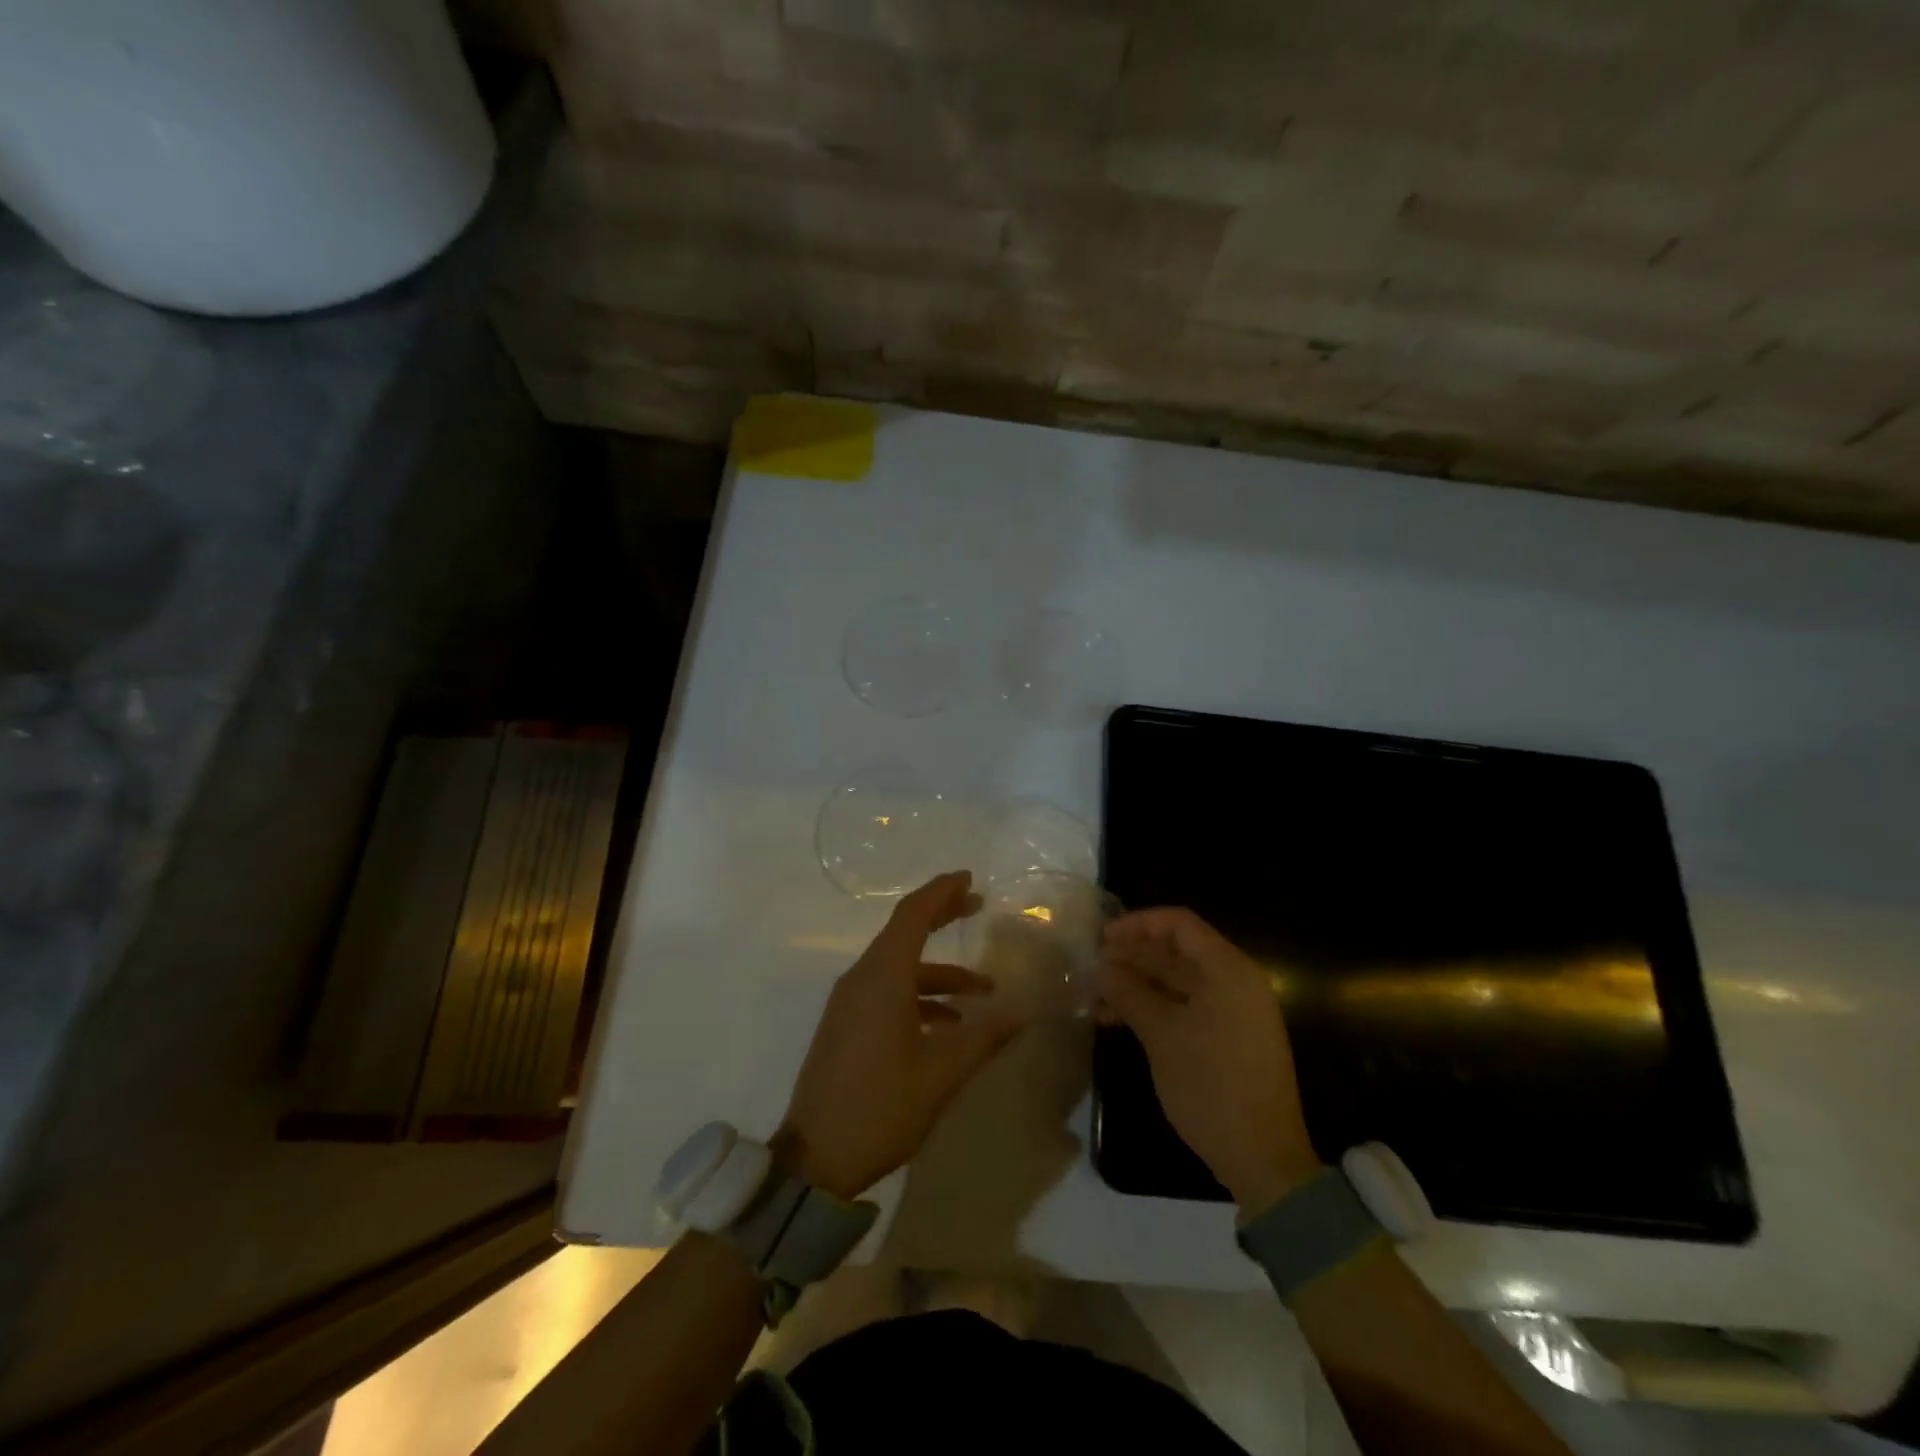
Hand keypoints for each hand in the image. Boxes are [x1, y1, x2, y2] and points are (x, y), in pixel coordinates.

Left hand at [777, 871, 1023, 1199]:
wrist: (814, 1159)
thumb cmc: (881, 1106)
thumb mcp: (942, 1074)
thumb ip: (984, 1037)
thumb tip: (1023, 1012)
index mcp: (882, 978)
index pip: (912, 915)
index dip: (941, 892)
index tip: (969, 879)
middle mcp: (861, 979)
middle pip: (904, 933)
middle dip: (941, 917)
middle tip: (977, 905)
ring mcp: (850, 1002)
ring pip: (898, 968)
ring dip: (939, 972)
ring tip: (983, 990)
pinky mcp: (846, 1025)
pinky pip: (887, 992)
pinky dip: (920, 996)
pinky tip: (949, 1025)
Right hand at [1099, 908, 1322, 1215]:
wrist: (1264, 1161)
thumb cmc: (1212, 1088)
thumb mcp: (1163, 1036)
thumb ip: (1130, 993)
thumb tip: (1100, 968)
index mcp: (1228, 971)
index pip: (1179, 924)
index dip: (1138, 924)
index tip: (1101, 938)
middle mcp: (1234, 982)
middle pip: (1177, 952)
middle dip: (1132, 956)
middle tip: (1091, 967)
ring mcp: (1232, 1012)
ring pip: (1177, 981)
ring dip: (1137, 984)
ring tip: (1095, 995)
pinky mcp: (1226, 1037)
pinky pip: (1185, 1007)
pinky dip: (1153, 1007)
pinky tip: (1116, 1019)